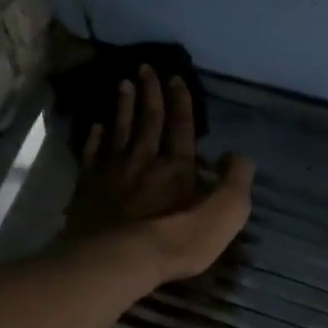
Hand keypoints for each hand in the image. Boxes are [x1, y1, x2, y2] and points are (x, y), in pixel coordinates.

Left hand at [62, 64, 254, 285]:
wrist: (121, 259)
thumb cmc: (178, 240)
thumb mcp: (225, 214)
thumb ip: (236, 183)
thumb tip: (239, 157)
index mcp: (178, 166)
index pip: (181, 126)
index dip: (180, 102)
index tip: (175, 78)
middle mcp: (144, 160)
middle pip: (148, 121)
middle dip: (149, 93)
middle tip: (145, 68)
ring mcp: (112, 173)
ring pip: (118, 131)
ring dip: (122, 107)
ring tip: (123, 84)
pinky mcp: (88, 189)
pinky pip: (92, 155)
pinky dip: (95, 138)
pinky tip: (96, 127)